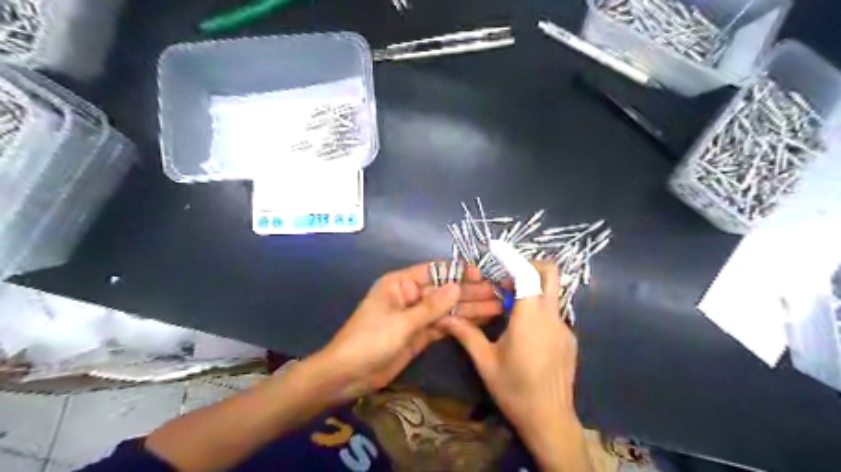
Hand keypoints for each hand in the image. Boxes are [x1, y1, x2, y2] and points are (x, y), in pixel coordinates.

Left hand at [313, 263, 496, 400]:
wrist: (349, 375)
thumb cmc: (370, 340)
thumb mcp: (402, 322)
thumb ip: (431, 306)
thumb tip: (458, 286)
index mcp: (400, 283)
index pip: (434, 271)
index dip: (458, 271)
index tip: (482, 274)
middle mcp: (410, 296)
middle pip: (444, 290)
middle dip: (470, 292)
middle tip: (498, 293)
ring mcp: (416, 316)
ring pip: (447, 308)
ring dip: (470, 308)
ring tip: (497, 306)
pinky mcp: (420, 334)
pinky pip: (443, 325)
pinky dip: (460, 323)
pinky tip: (480, 320)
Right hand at [436, 263, 583, 465]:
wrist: (550, 420)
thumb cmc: (515, 389)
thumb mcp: (485, 361)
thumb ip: (466, 334)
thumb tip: (445, 317)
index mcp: (530, 317)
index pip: (527, 273)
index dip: (511, 257)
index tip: (496, 249)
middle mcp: (552, 316)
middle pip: (550, 273)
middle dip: (529, 265)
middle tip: (506, 278)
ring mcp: (564, 327)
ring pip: (552, 292)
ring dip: (531, 288)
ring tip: (509, 306)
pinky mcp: (569, 338)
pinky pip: (553, 311)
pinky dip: (538, 308)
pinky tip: (523, 331)